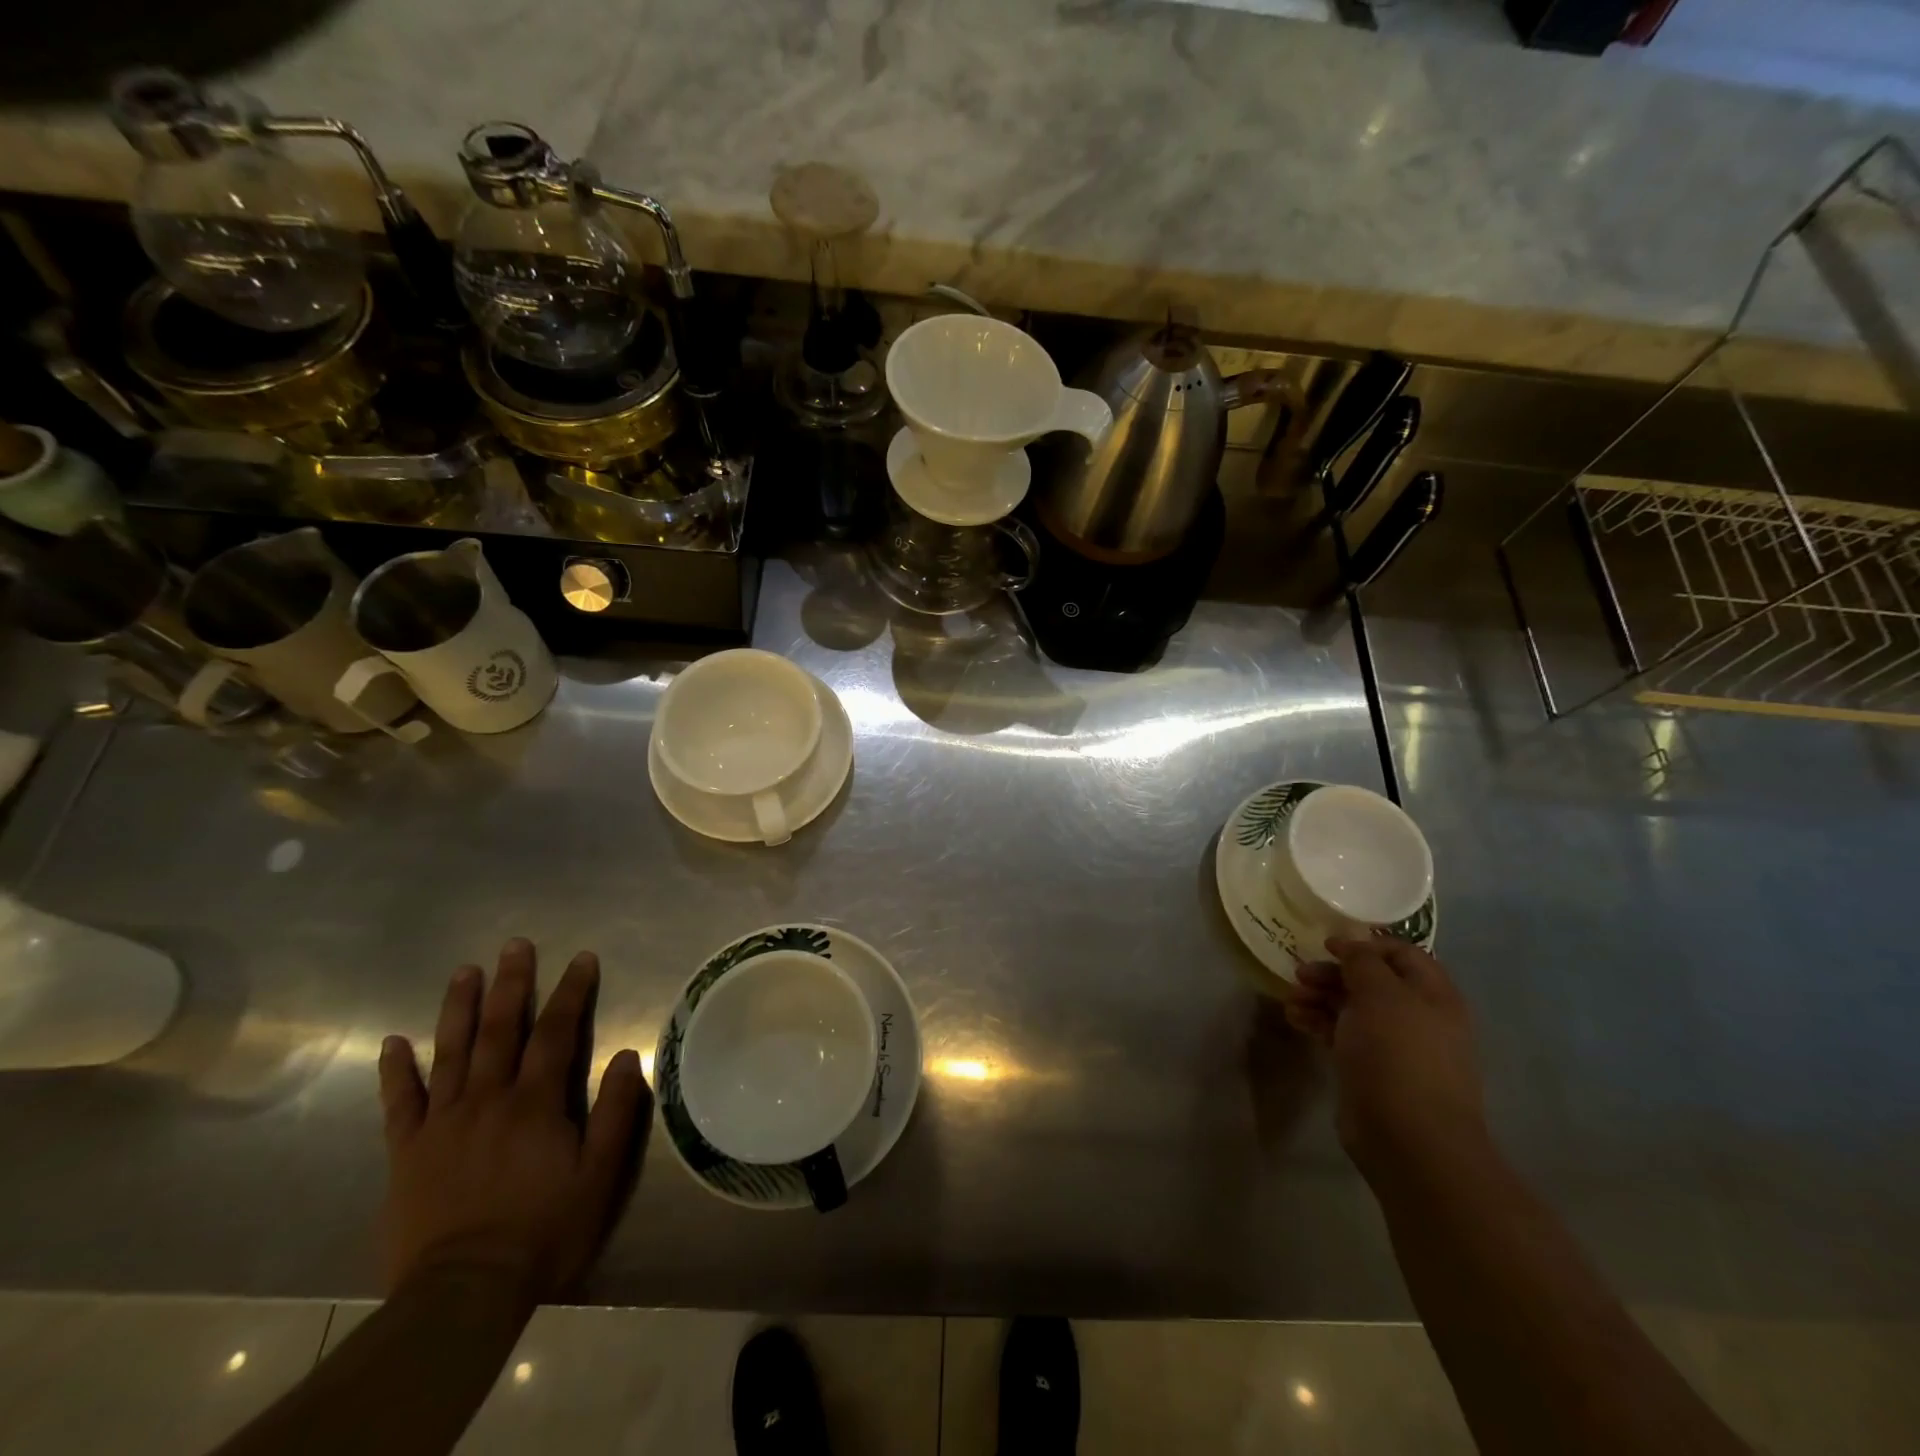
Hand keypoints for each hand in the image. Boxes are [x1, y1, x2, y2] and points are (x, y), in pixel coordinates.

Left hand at [377, 939, 650, 1304]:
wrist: (463, 1293)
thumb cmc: (543, 1230)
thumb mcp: (599, 1174)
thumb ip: (617, 1111)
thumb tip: (628, 1054)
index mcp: (535, 1102)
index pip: (557, 1032)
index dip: (572, 992)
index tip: (581, 958)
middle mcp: (488, 1099)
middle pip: (501, 1030)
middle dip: (512, 984)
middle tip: (515, 945)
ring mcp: (442, 1123)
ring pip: (451, 1052)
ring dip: (458, 1008)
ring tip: (464, 971)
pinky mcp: (407, 1151)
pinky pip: (399, 1103)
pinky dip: (395, 1071)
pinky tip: (392, 1042)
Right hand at [1282, 937, 1487, 1182]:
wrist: (1409, 1138)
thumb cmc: (1399, 1055)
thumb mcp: (1380, 994)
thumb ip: (1363, 962)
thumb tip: (1351, 945)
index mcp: (1433, 994)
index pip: (1401, 953)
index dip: (1365, 944)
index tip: (1327, 945)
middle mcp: (1417, 1016)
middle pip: (1371, 980)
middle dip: (1334, 973)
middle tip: (1300, 974)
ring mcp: (1395, 1046)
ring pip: (1352, 1007)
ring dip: (1320, 997)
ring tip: (1291, 999)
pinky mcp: (1371, 1069)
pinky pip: (1342, 1034)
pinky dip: (1318, 1022)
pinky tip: (1295, 1020)